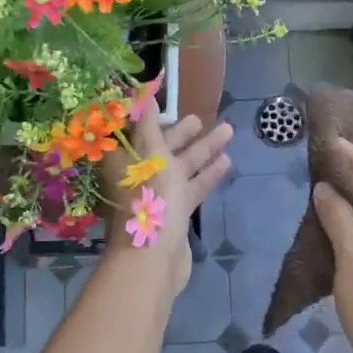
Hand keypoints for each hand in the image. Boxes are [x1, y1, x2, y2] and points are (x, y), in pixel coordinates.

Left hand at [100, 113, 232, 295]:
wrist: (155, 257)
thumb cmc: (150, 198)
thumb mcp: (149, 153)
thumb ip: (148, 124)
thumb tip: (143, 95)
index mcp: (125, 159)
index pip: (136, 131)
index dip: (150, 116)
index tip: (167, 102)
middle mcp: (139, 175)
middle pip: (162, 147)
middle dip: (182, 132)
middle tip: (201, 117)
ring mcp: (158, 195)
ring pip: (182, 166)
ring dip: (203, 150)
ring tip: (227, 131)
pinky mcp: (176, 212)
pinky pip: (193, 187)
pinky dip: (207, 174)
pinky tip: (226, 162)